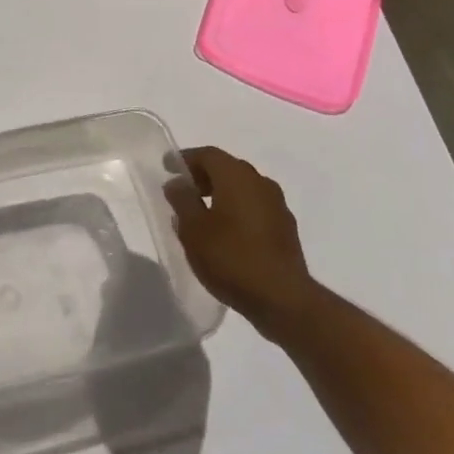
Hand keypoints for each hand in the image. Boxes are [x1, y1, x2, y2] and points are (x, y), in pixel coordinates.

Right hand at [165, 146, 315, 339]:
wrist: (283, 299)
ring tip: (202, 215)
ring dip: (221, 194)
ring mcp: (277, 205)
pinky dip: (237, 210)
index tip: (167, 168)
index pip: (208, 154)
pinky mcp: (286, 228)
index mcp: (237, 176)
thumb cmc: (231, 258)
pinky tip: (226, 233)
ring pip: (243, 188)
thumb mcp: (193, 230)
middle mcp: (260, 182)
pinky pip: (255, 207)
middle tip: (183, 191)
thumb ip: (182, 201)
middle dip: (203, 176)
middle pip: (227, 168)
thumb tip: (178, 183)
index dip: (185, 159)